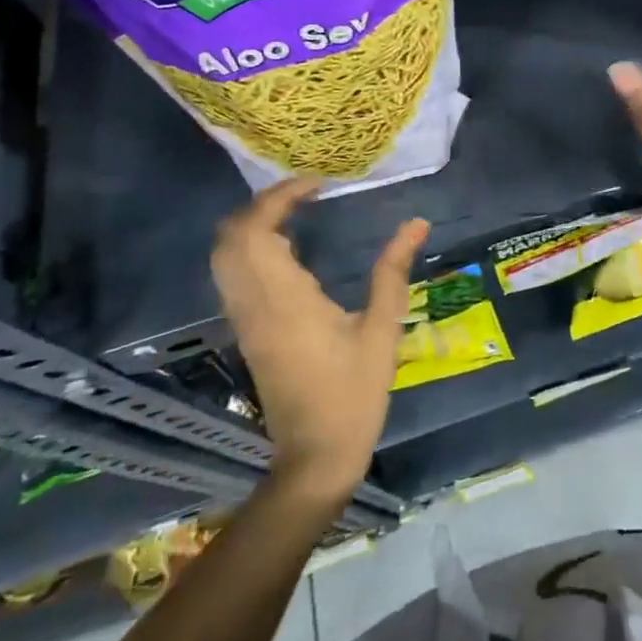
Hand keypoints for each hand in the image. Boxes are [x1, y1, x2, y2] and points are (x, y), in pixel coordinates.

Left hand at [211, 180, 427, 502]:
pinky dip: (251, 248)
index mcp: (285, 300)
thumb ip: (393, 272)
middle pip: (230, 237)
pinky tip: (288, 248)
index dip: (279, 196)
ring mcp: (245, 320)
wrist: (315, 456)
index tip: (318, 183)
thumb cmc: (353, 394)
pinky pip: (234, 276)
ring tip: (297, 212)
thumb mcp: (382, 330)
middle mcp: (254, 304)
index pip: (257, 230)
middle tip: (303, 192)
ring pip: (225, 257)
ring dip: (253, 225)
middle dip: (260, 205)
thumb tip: (416, 223)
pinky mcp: (247, 332)